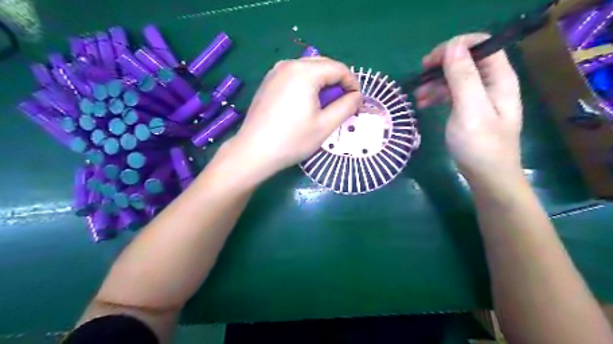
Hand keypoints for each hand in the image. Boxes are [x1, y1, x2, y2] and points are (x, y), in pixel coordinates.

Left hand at [226, 56, 359, 179]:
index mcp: (305, 72)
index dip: (352, 83)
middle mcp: (289, 64)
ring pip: (308, 69)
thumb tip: (357, 96)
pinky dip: (307, 85)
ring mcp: (275, 72)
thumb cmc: (292, 140)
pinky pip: (294, 76)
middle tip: (343, 103)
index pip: (338, 68)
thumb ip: (346, 107)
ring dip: (322, 83)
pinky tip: (306, 104)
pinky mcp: (268, 82)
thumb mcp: (325, 125)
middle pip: (323, 65)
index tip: (357, 101)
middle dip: (338, 82)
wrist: (254, 152)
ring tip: (325, 105)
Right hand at [412, 34, 521, 183]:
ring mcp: (480, 97)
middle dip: (441, 65)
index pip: (481, 45)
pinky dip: (437, 95)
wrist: (487, 176)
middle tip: (420, 77)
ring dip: (435, 83)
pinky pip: (452, 94)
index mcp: (499, 78)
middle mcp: (491, 83)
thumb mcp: (470, 110)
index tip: (431, 62)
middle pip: (466, 60)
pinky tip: (423, 104)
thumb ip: (463, 77)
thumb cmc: (480, 145)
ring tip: (416, 96)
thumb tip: (452, 47)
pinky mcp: (469, 110)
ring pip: (456, 78)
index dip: (455, 47)